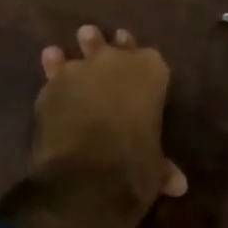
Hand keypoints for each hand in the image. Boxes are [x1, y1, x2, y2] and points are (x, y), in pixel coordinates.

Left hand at [0, 25, 187, 227]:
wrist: (86, 175)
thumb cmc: (134, 165)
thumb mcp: (155, 168)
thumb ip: (163, 167)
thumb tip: (179, 185)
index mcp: (152, 73)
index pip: (151, 57)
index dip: (143, 62)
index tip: (138, 64)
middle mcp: (117, 62)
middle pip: (114, 46)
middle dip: (108, 47)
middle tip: (98, 41)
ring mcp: (81, 70)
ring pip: (81, 51)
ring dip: (79, 52)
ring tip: (71, 49)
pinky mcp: (51, 85)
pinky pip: (54, 72)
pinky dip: (52, 71)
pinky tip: (49, 64)